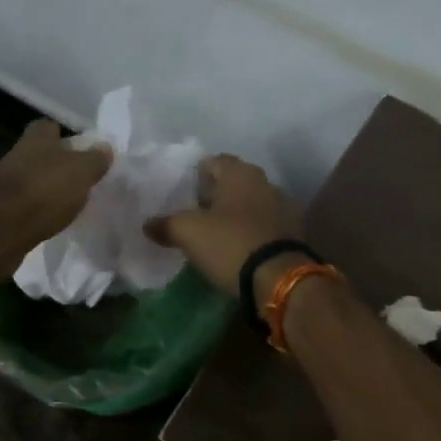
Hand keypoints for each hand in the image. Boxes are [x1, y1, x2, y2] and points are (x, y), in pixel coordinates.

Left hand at [0, 119, 111, 270]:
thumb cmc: (43, 192)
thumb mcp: (81, 172)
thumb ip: (95, 159)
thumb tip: (105, 148)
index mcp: (36, 138)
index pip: (51, 127)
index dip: (67, 136)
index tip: (85, 151)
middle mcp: (18, 155)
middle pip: (42, 154)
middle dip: (60, 164)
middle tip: (83, 179)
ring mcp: (6, 183)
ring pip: (34, 179)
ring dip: (49, 189)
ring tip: (71, 203)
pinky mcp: (1, 210)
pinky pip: (26, 205)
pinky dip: (39, 210)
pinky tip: (52, 221)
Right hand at [148, 154, 302, 296]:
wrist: (279, 279)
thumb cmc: (230, 244)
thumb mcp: (188, 233)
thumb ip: (165, 224)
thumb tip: (147, 224)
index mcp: (241, 173)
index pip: (214, 161)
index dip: (196, 174)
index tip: (182, 192)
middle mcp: (265, 183)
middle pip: (233, 183)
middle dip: (214, 196)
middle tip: (193, 213)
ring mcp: (283, 208)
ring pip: (250, 204)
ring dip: (233, 215)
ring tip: (213, 234)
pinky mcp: (292, 234)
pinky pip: (263, 226)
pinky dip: (249, 232)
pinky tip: (236, 248)